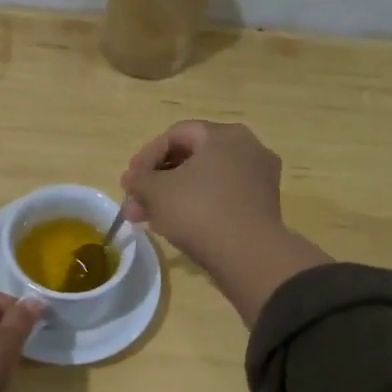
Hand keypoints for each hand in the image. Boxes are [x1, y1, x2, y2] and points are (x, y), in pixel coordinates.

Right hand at [121, 120, 332, 327]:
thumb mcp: (156, 192)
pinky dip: (197, 206)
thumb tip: (134, 180)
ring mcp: (258, 178)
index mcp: (224, 135)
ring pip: (205, 181)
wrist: (248, 256)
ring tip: (148, 218)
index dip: (146, 156)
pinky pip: (221, 197)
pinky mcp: (262, 206)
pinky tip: (175, 225)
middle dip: (157, 181)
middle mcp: (247, 148)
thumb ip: (139, 180)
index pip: (176, 135)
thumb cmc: (199, 211)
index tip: (129, 182)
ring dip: (172, 196)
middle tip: (135, 202)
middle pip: (191, 159)